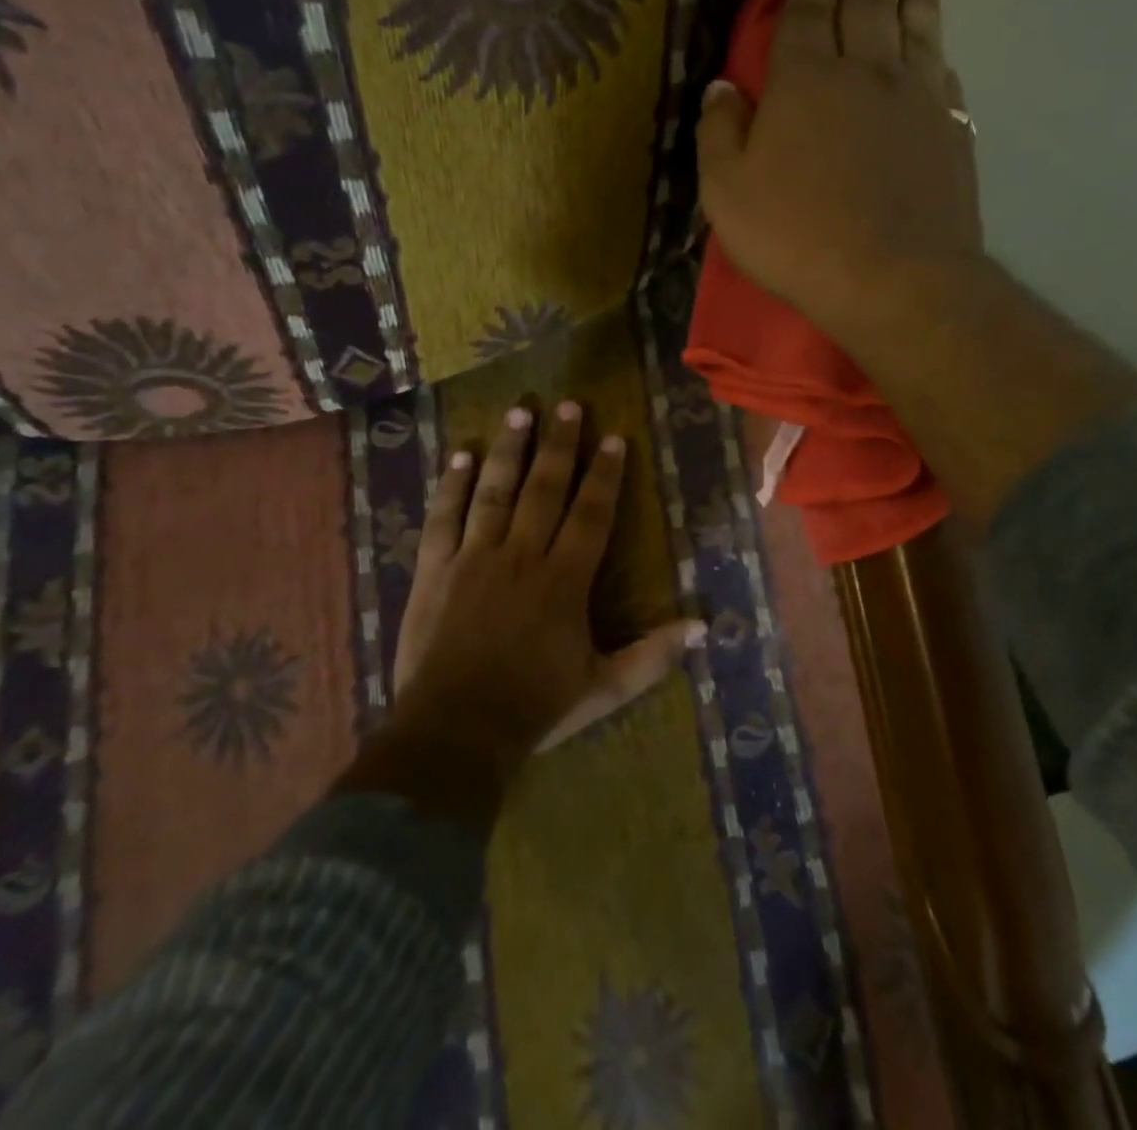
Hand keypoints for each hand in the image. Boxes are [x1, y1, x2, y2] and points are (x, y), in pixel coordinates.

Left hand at [392, 400, 700, 759]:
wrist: (454, 731)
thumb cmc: (534, 708)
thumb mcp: (604, 688)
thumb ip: (653, 656)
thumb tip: (703, 625)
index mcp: (564, 581)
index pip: (591, 514)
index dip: (605, 475)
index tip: (614, 438)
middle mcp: (521, 555)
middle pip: (544, 488)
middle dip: (560, 444)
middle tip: (569, 405)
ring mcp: (473, 558)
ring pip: (494, 490)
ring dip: (509, 449)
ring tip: (521, 411)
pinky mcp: (434, 569)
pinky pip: (443, 517)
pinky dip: (451, 484)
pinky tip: (459, 455)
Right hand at [696, 0, 981, 350]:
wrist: (894, 279)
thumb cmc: (797, 238)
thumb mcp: (727, 194)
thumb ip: (719, 134)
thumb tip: (721, 87)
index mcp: (806, 81)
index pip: (808, 13)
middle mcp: (867, 73)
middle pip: (871, 4)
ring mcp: (917, 99)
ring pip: (916, 27)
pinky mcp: (952, 131)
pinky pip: (944, 74)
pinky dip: (938, 49)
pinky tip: (937, 45)